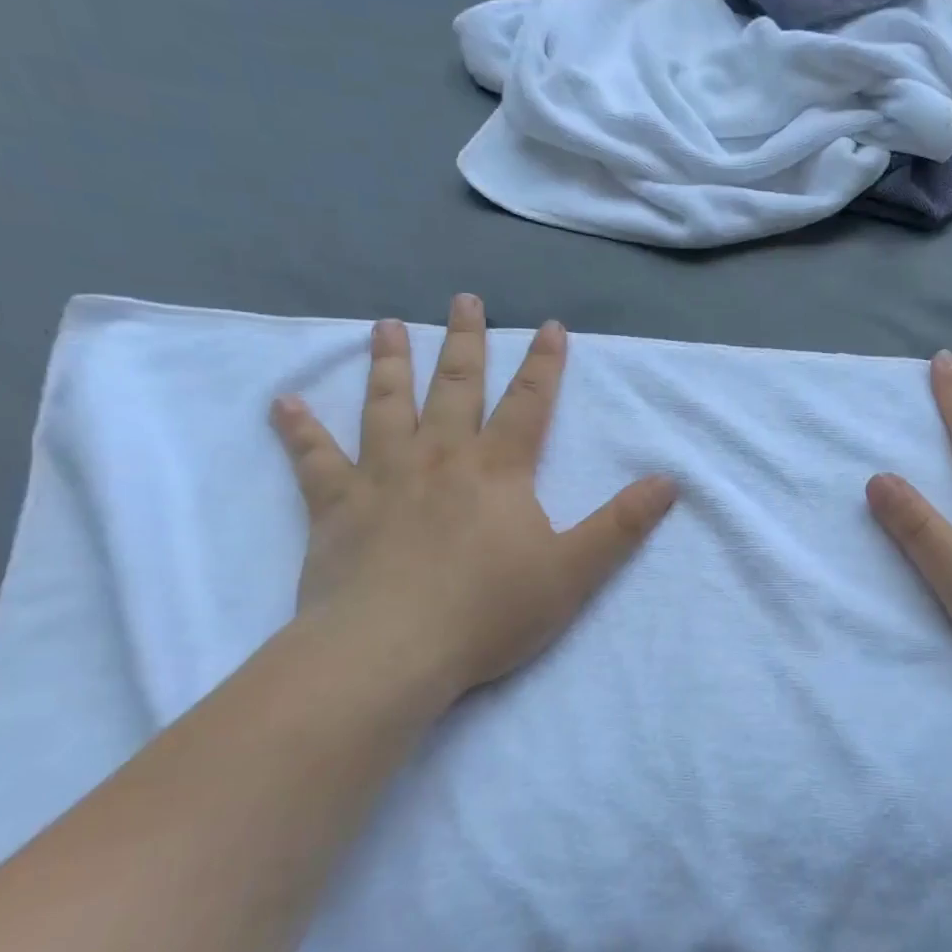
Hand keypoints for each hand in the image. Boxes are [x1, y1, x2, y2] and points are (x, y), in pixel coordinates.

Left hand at [269, 295, 676, 709]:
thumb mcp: (575, 571)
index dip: (544, 365)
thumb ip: (622, 525)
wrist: (389, 652)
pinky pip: (314, 461)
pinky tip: (283, 404)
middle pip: (456, 388)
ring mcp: (383, 478)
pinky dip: (299, 432)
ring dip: (390, 364)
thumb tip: (668, 482)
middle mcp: (441, 457)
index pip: (528, 403)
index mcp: (498, 469)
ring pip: (387, 407)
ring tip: (387, 326)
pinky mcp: (336, 509)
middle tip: (464, 300)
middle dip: (466, 342)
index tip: (550, 327)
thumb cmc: (489, 610)